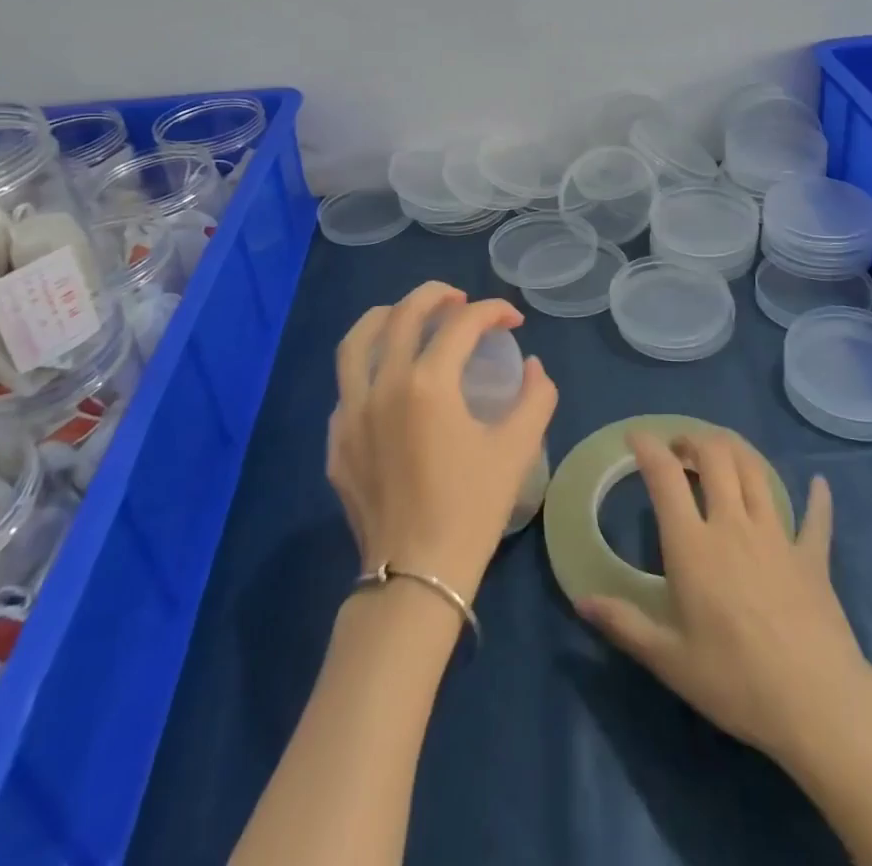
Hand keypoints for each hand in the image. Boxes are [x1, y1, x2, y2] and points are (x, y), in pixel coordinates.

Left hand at [327, 281, 556, 605]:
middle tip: (461, 299)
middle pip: (404, 314)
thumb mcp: (517, 449)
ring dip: (387, 316)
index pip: (462, 323)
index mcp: (429, 384)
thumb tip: (532, 367)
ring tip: (410, 316)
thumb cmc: (471, 509)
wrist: (417, 576)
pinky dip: (369, 366)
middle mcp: (383, 385)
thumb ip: (535, 397)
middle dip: (436, 295)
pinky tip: (389, 380)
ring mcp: (350, 412)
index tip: (513, 320)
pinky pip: (347, 386)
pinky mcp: (336, 440)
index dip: (493, 311)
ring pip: (357, 341)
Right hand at [577, 432, 870, 767]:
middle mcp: (733, 524)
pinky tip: (818, 484)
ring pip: (756, 471)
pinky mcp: (812, 555)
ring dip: (736, 451)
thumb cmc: (735, 682)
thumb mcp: (669, 660)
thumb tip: (581, 600)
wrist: (817, 705)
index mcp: (693, 545)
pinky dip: (816, 497)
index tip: (635, 436)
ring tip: (722, 453)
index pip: (665, 477)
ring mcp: (777, 535)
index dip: (648, 447)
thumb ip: (624, 624)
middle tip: (679, 448)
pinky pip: (816, 516)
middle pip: (715, 456)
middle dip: (693, 440)